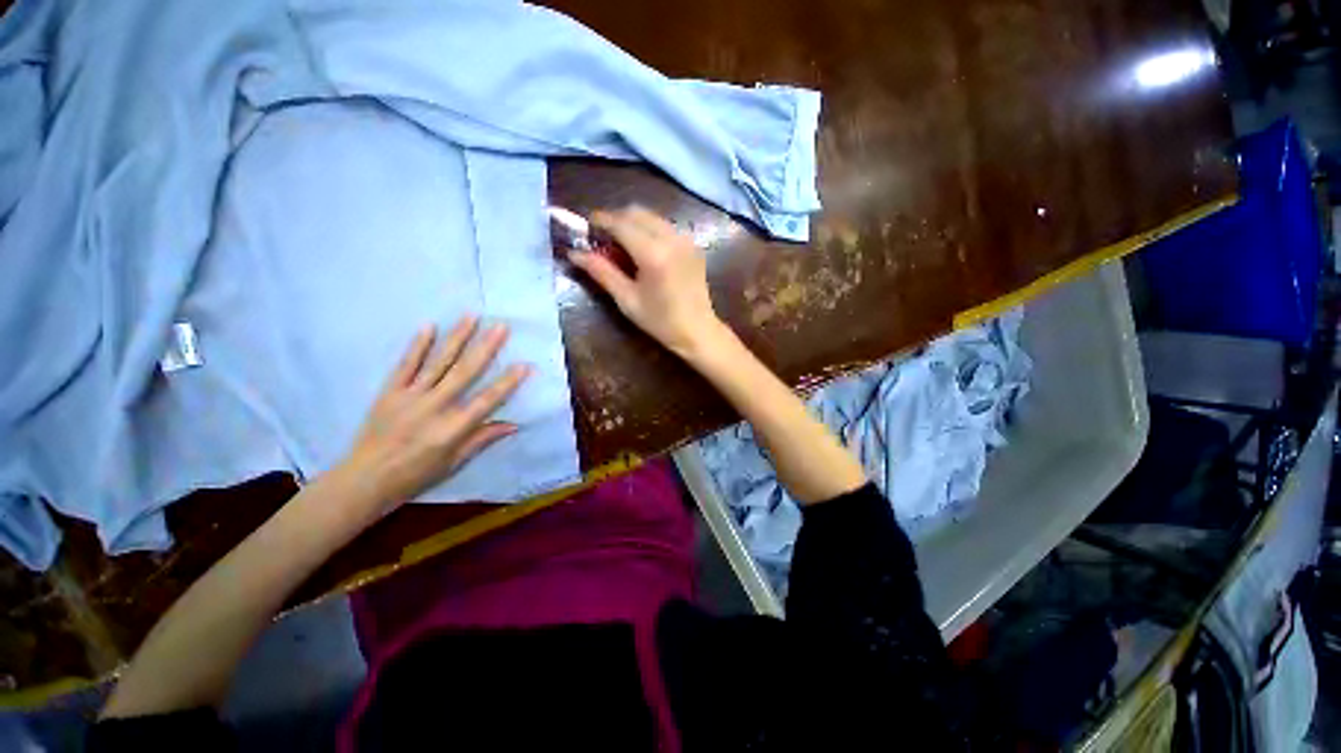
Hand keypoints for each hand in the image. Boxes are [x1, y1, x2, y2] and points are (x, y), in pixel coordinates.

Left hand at [335, 316, 529, 513]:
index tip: (524, 365)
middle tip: (501, 326)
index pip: (487, 400)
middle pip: (465, 373)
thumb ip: (482, 439)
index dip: (508, 383)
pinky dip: (417, 345)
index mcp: (452, 428)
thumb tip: (514, 425)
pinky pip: (406, 365)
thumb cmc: (416, 474)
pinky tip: (429, 326)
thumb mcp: (454, 462)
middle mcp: (434, 407)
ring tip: (472, 317)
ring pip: (439, 362)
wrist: (365, 479)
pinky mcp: (390, 392)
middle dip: (486, 348)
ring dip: (457, 338)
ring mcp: (410, 397)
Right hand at [569, 206, 728, 359]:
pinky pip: (665, 226)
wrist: (698, 331)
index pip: (621, 223)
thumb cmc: (660, 321)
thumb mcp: (627, 300)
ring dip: (633, 222)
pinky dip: (649, 229)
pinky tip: (643, 249)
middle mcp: (671, 238)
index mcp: (653, 253)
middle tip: (602, 236)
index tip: (585, 225)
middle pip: (637, 213)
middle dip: (616, 219)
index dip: (600, 220)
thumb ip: (602, 272)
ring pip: (652, 217)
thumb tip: (574, 253)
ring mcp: (685, 240)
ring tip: (620, 243)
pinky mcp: (693, 245)